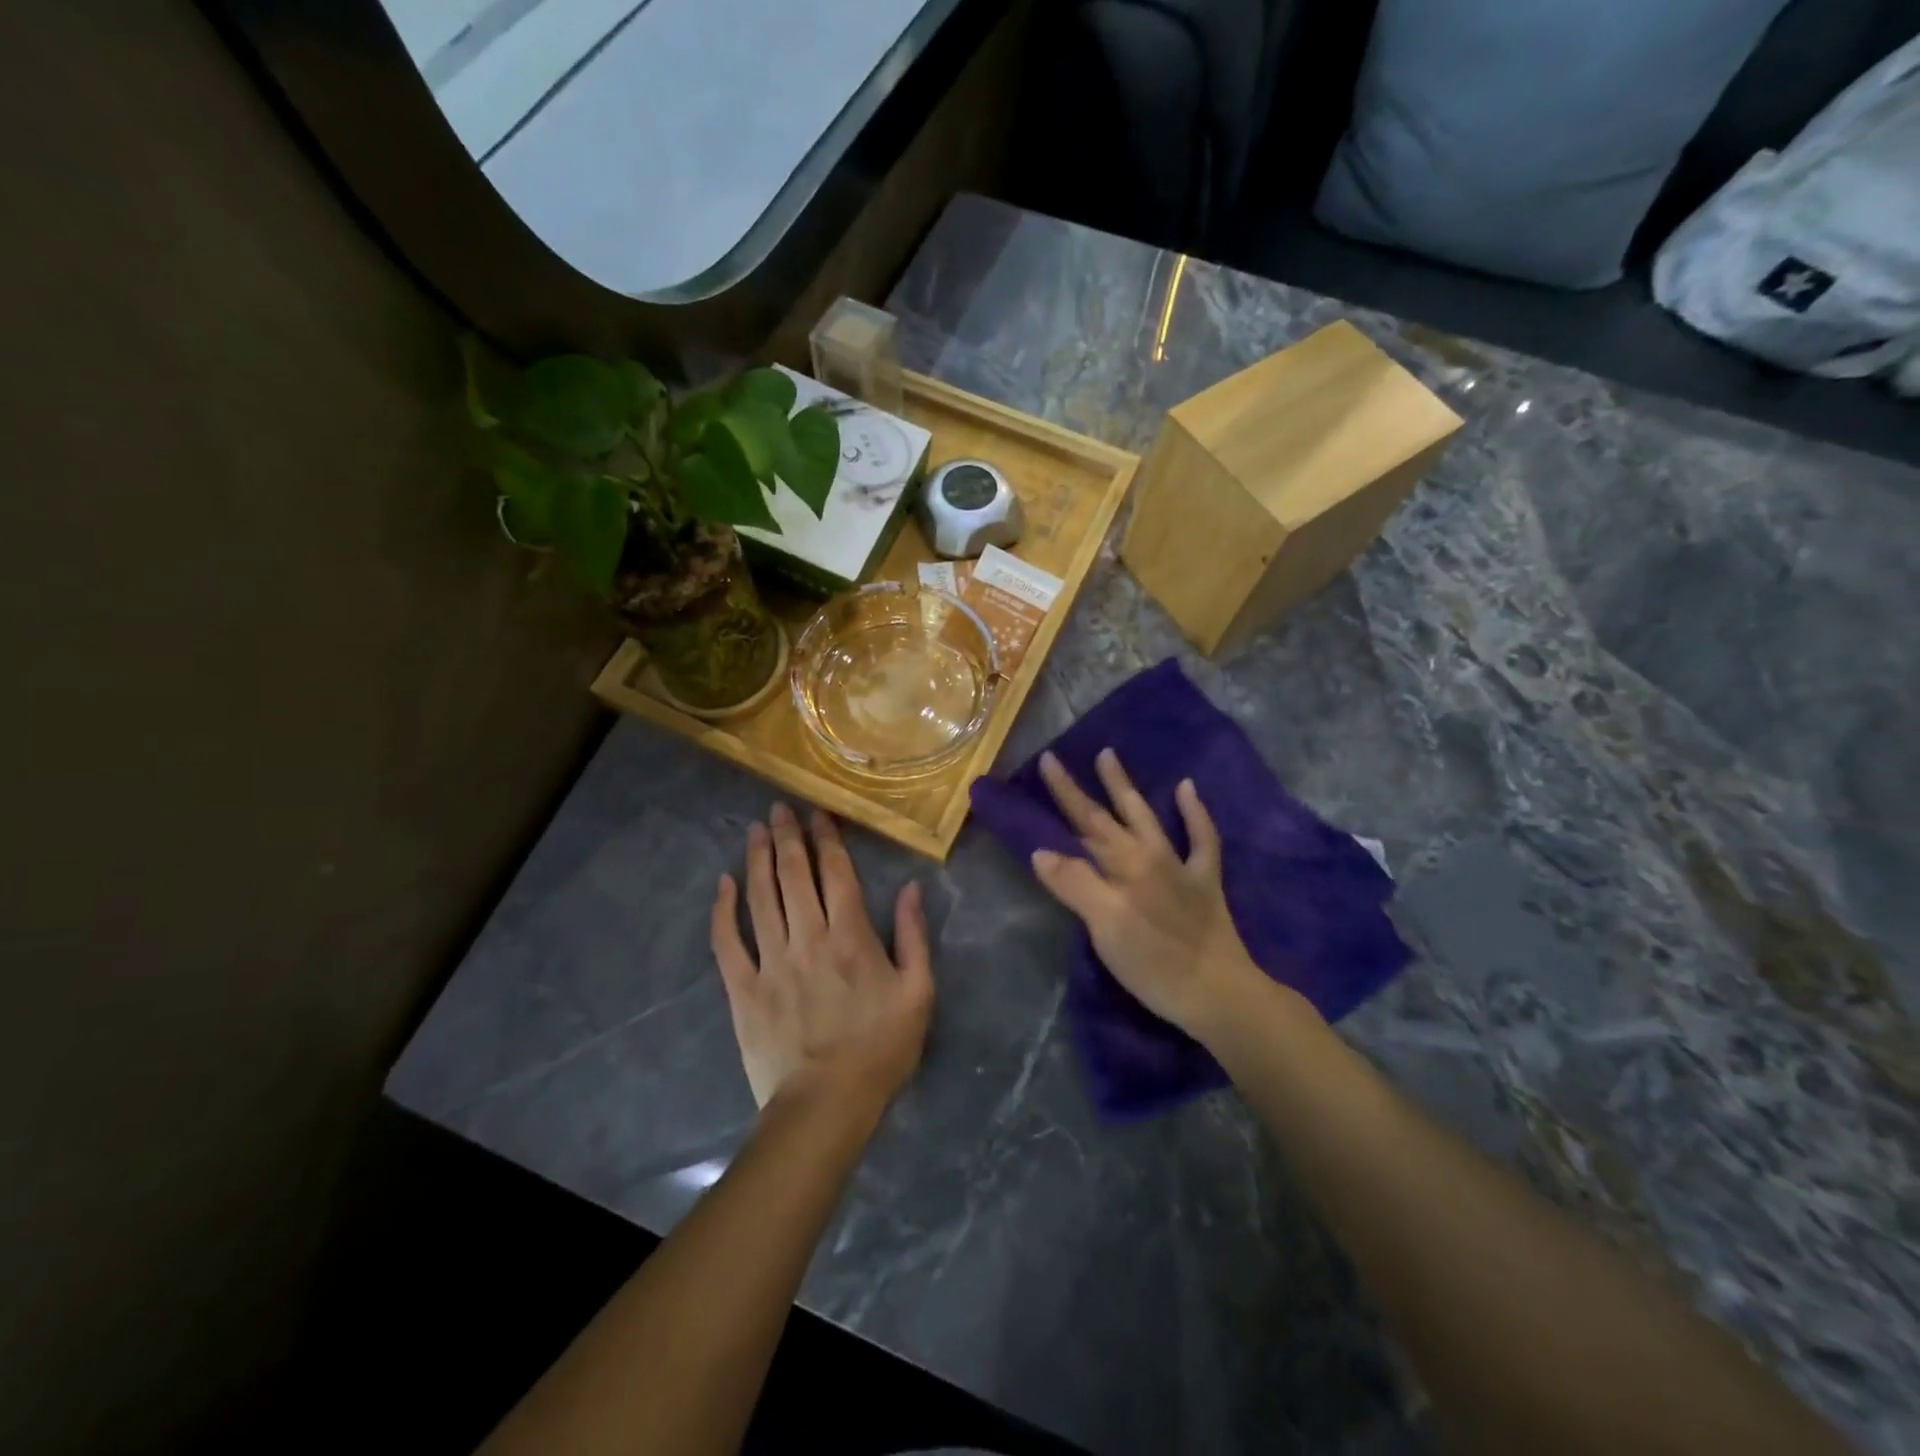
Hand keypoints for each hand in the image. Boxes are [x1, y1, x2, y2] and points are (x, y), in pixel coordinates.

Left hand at [711, 804, 933, 1112]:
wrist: (825, 1105)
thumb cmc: (880, 1049)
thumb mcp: (918, 993)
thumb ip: (915, 937)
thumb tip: (911, 888)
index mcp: (851, 937)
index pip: (835, 873)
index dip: (826, 838)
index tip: (818, 813)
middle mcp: (808, 938)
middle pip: (793, 875)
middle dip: (787, 837)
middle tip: (779, 808)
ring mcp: (771, 962)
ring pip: (760, 898)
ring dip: (756, 860)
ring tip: (754, 830)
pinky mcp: (743, 988)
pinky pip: (728, 942)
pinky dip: (723, 910)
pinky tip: (722, 884)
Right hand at [1030, 749, 1276, 1039]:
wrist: (1219, 992)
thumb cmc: (1155, 963)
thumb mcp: (1105, 927)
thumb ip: (1075, 885)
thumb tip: (1042, 850)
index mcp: (1124, 865)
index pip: (1085, 822)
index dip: (1064, 793)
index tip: (1046, 761)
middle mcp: (1150, 855)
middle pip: (1108, 816)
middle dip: (1081, 788)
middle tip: (1058, 758)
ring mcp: (1180, 865)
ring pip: (1147, 816)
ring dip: (1126, 788)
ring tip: (1111, 756)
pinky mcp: (1204, 881)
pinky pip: (1202, 838)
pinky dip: (1194, 813)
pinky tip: (1187, 789)